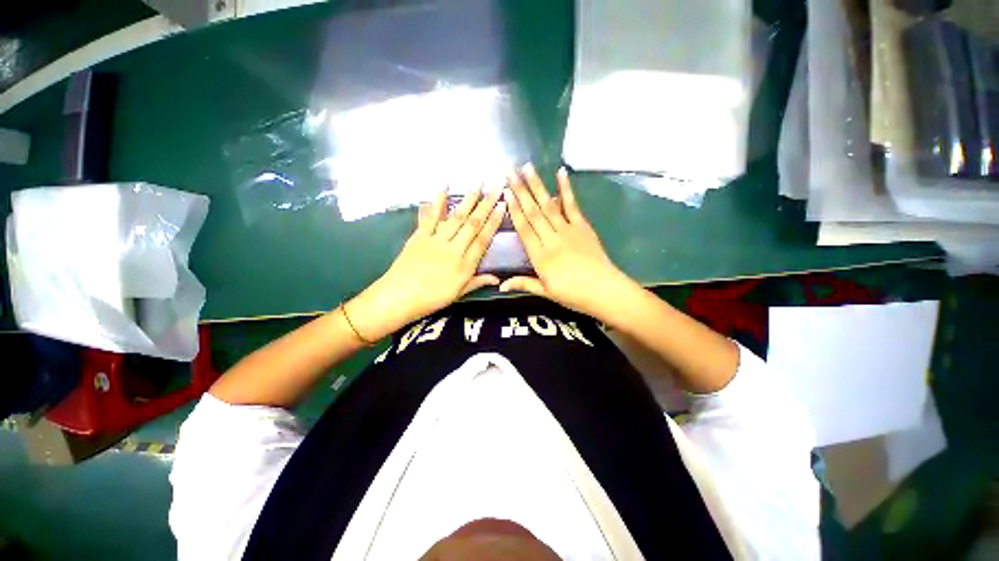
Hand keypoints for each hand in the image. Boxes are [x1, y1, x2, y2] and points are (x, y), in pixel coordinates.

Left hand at [347, 189, 505, 340]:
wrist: (399, 298)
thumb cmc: (431, 299)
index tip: (502, 205)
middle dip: (485, 204)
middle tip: (496, 186)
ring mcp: (435, 241)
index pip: (483, 239)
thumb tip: (498, 279)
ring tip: (477, 183)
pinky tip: (443, 189)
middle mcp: (453, 249)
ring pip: (455, 218)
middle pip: (472, 224)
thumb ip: (478, 282)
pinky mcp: (419, 237)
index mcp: (464, 265)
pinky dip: (437, 203)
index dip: (494, 222)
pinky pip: (430, 218)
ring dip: (467, 200)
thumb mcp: (458, 294)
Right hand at [500, 165, 631, 318]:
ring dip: (537, 186)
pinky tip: (560, 173)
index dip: (513, 210)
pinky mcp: (583, 227)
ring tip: (527, 167)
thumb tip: (500, 285)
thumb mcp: (546, 292)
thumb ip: (524, 284)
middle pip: (533, 212)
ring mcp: (568, 230)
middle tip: (510, 171)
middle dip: (520, 190)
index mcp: (540, 257)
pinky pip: (572, 206)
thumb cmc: (573, 295)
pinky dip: (566, 189)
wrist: (605, 291)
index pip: (523, 229)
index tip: (505, 192)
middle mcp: (551, 239)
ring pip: (549, 205)